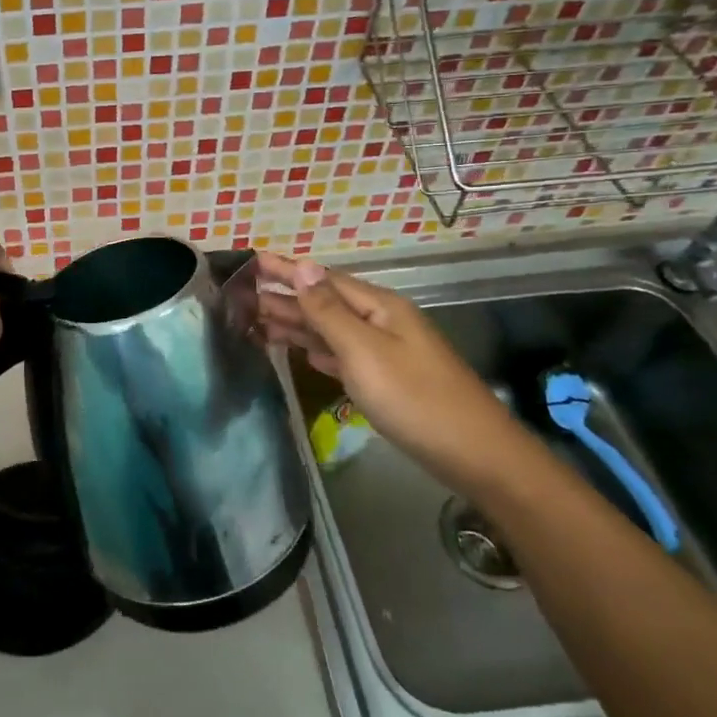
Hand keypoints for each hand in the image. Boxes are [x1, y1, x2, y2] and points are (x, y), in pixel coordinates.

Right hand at [255, 255, 536, 495]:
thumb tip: (304, 266)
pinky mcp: (386, 380)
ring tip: (257, 321)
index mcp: (378, 307)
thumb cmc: (415, 398)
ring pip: (331, 330)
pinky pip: (342, 355)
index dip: (288, 270)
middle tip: (241, 297)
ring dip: (296, 324)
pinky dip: (317, 350)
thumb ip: (329, 311)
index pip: (323, 280)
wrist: (474, 454)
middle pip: (325, 303)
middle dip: (285, 298)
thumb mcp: (365, 351)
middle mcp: (381, 322)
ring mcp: (385, 352)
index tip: (251, 262)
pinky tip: (302, 352)